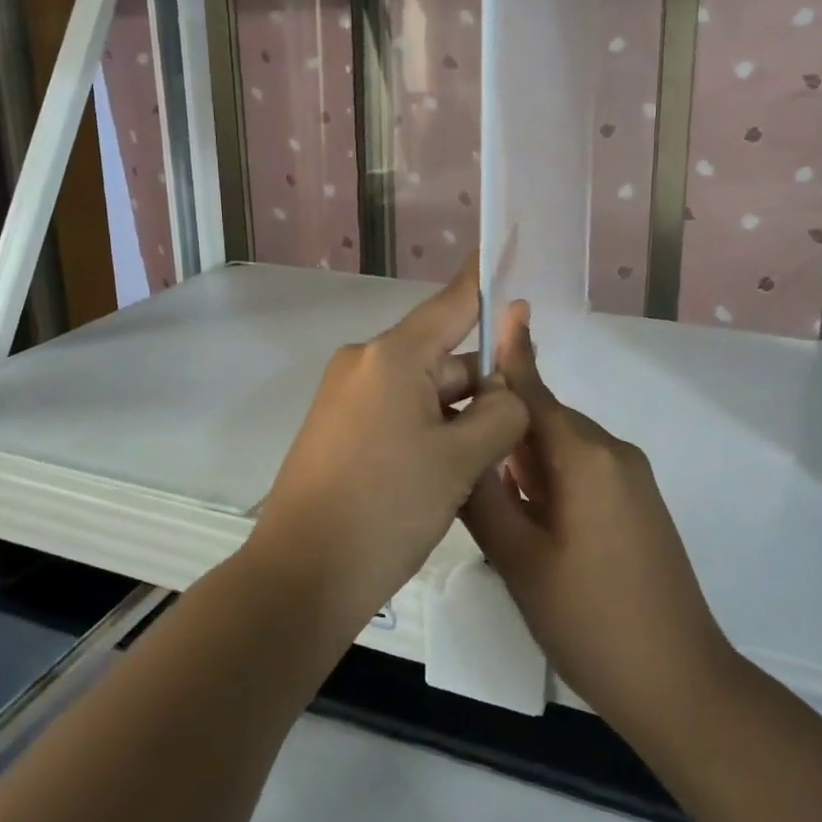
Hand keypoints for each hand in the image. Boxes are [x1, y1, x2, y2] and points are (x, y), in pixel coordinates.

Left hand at [251, 258, 529, 638]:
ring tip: (487, 462)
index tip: (503, 242)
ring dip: (458, 416)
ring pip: (423, 390)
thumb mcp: (461, 460)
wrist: (300, 579)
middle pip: (443, 356)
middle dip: (482, 384)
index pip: (452, 302)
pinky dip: (430, 430)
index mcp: (391, 357)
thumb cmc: (386, 508)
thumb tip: (507, 392)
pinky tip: (450, 471)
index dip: (484, 278)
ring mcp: (347, 397)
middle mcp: (364, 364)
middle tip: (520, 425)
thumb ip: (500, 412)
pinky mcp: (340, 429)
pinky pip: (398, 412)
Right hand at [462, 306, 736, 741]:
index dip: (511, 353)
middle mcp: (612, 453)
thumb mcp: (520, 560)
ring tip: (487, 498)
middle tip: (457, 456)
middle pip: (545, 421)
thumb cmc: (591, 621)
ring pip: (562, 449)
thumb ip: (484, 497)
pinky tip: (530, 521)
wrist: (680, 683)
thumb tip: (461, 449)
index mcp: (584, 457)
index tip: (498, 308)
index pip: (534, 392)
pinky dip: (551, 481)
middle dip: (503, 430)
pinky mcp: (638, 504)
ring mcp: (632, 479)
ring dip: (525, 462)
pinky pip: (584, 472)